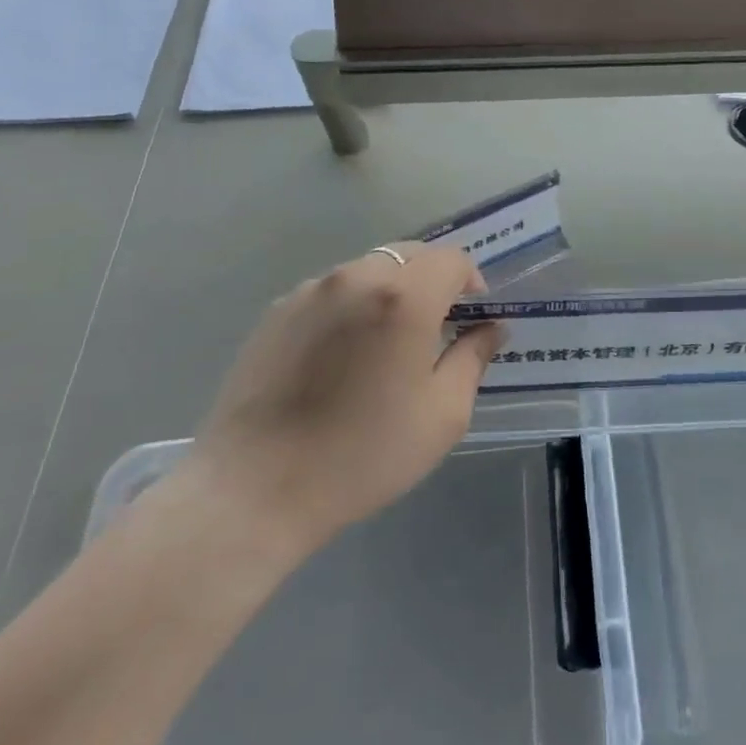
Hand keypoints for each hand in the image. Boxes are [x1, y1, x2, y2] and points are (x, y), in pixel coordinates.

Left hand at [186, 243, 502, 561]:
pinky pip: (331, 291)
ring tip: (385, 345)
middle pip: (410, 255)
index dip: (471, 281)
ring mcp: (309, 292)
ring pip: (368, 270)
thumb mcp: (442, 414)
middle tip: (435, 328)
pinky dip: (352, 306)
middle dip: (433, 281)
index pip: (452, 259)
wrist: (254, 490)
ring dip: (391, 291)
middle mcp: (355, 278)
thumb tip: (491, 328)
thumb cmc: (363, 454)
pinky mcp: (275, 313)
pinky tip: (341, 358)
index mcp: (403, 297)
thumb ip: (473, 358)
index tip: (471, 318)